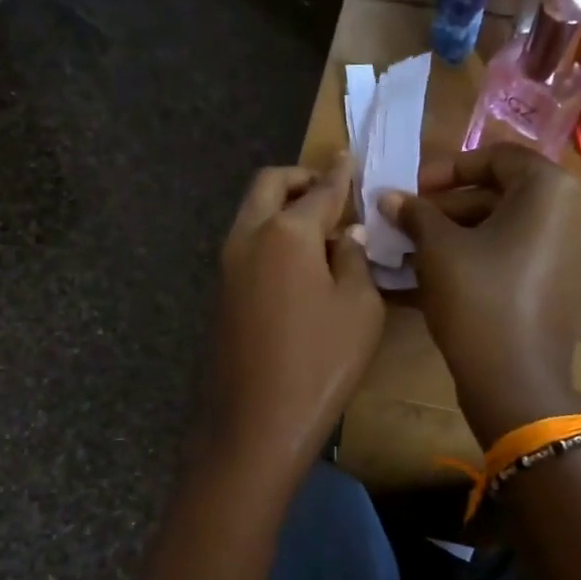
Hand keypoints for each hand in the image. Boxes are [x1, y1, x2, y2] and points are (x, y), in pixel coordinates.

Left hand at [206, 155, 383, 486]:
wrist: (256, 421)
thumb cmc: (320, 363)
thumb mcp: (360, 309)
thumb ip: (355, 260)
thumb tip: (346, 236)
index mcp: (286, 232)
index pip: (320, 189)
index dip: (340, 173)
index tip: (349, 158)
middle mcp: (248, 237)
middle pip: (269, 185)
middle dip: (299, 178)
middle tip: (330, 190)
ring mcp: (227, 265)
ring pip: (251, 213)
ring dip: (281, 206)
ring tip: (319, 229)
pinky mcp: (221, 292)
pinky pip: (247, 244)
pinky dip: (270, 235)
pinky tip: (297, 262)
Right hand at [379, 145, 580, 445]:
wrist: (514, 379)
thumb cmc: (477, 298)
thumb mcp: (437, 249)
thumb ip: (415, 213)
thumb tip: (389, 197)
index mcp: (551, 190)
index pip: (498, 157)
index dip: (448, 168)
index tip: (412, 190)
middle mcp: (577, 213)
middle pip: (506, 193)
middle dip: (451, 206)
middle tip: (410, 223)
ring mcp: (579, 253)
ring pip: (513, 228)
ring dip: (464, 233)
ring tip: (419, 252)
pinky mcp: (571, 287)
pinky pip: (524, 257)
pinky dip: (487, 257)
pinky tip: (446, 276)